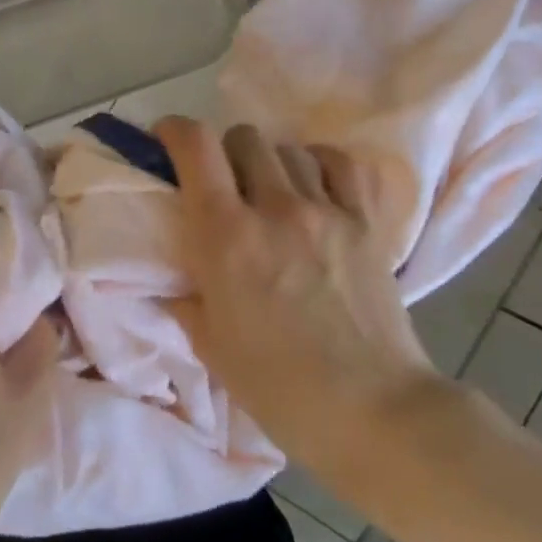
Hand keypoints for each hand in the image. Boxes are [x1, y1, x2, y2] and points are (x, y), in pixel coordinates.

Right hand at [156, 118, 440, 491]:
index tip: (167, 140)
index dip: (175, 130)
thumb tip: (174, 279)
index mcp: (226, 237)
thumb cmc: (281, 389)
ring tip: (271, 191)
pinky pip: (341, 164)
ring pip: (289, 148)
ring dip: (270, 162)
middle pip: (245, 137)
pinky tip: (314, 187)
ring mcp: (326, 211)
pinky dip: (320, 164)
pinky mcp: (367, 222)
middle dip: (225, 152)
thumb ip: (186, 299)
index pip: (196, 147)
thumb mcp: (212, 346)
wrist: (374, 412)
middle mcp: (275, 208)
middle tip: (223, 184)